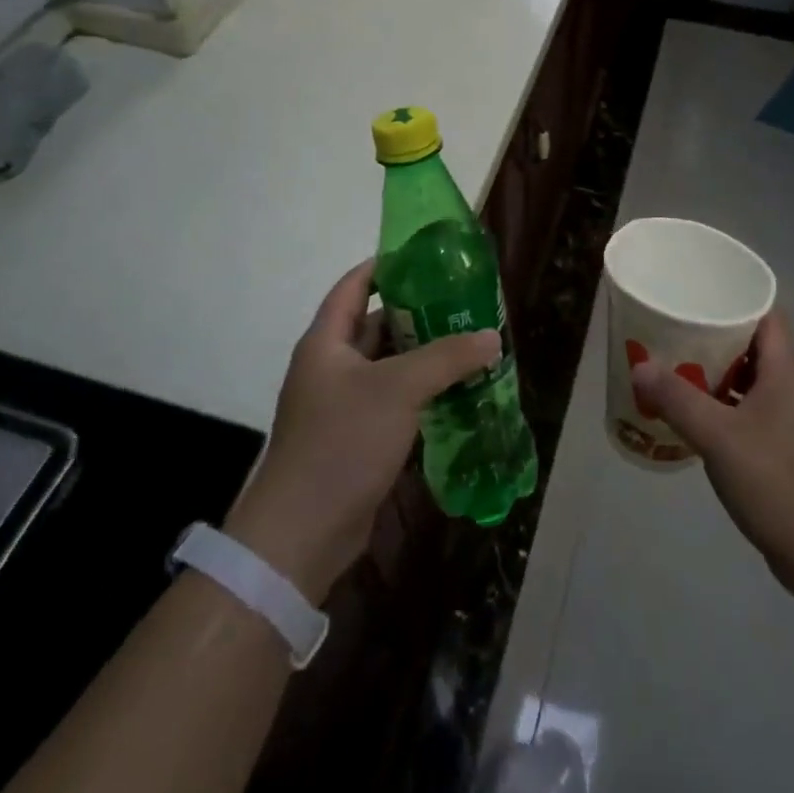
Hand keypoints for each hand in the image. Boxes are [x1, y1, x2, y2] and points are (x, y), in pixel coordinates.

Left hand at [223, 260, 499, 603]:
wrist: (301, 535)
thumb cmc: (343, 442)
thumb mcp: (399, 389)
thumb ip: (447, 357)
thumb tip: (492, 336)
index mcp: (327, 342)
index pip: (354, 285)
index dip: (386, 265)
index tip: (427, 257)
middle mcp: (331, 366)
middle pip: (376, 324)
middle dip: (418, 313)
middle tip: (463, 303)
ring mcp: (342, 404)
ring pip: (388, 366)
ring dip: (424, 356)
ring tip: (469, 343)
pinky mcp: (355, 438)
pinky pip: (393, 401)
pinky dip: (421, 392)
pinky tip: (456, 391)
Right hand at [630, 310, 793, 601]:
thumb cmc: (776, 480)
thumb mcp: (719, 436)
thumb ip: (678, 399)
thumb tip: (639, 366)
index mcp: (782, 369)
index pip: (764, 313)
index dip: (734, 296)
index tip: (696, 291)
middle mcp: (785, 385)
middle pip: (749, 343)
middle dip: (711, 333)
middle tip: (670, 327)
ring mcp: (782, 418)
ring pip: (743, 378)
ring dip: (710, 370)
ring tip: (669, 364)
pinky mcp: (775, 447)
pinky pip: (740, 410)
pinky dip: (715, 404)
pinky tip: (686, 413)